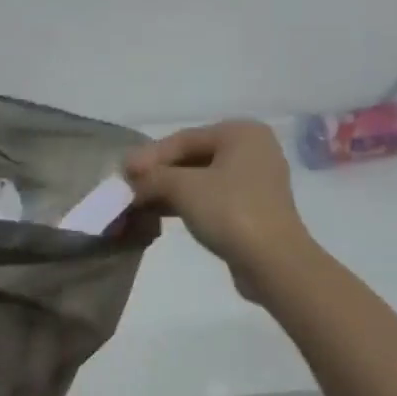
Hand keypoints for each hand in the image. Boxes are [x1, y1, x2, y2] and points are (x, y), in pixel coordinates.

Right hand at [124, 120, 315, 292]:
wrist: (274, 263)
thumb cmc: (231, 212)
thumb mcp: (184, 188)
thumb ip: (154, 177)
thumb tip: (130, 180)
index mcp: (242, 132)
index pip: (186, 138)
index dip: (150, 155)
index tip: (122, 172)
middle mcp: (253, 149)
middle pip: (194, 156)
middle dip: (160, 174)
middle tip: (129, 187)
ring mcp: (257, 180)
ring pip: (203, 179)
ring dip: (170, 190)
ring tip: (138, 202)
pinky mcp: (254, 208)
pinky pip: (214, 197)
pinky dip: (188, 203)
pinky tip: (161, 213)